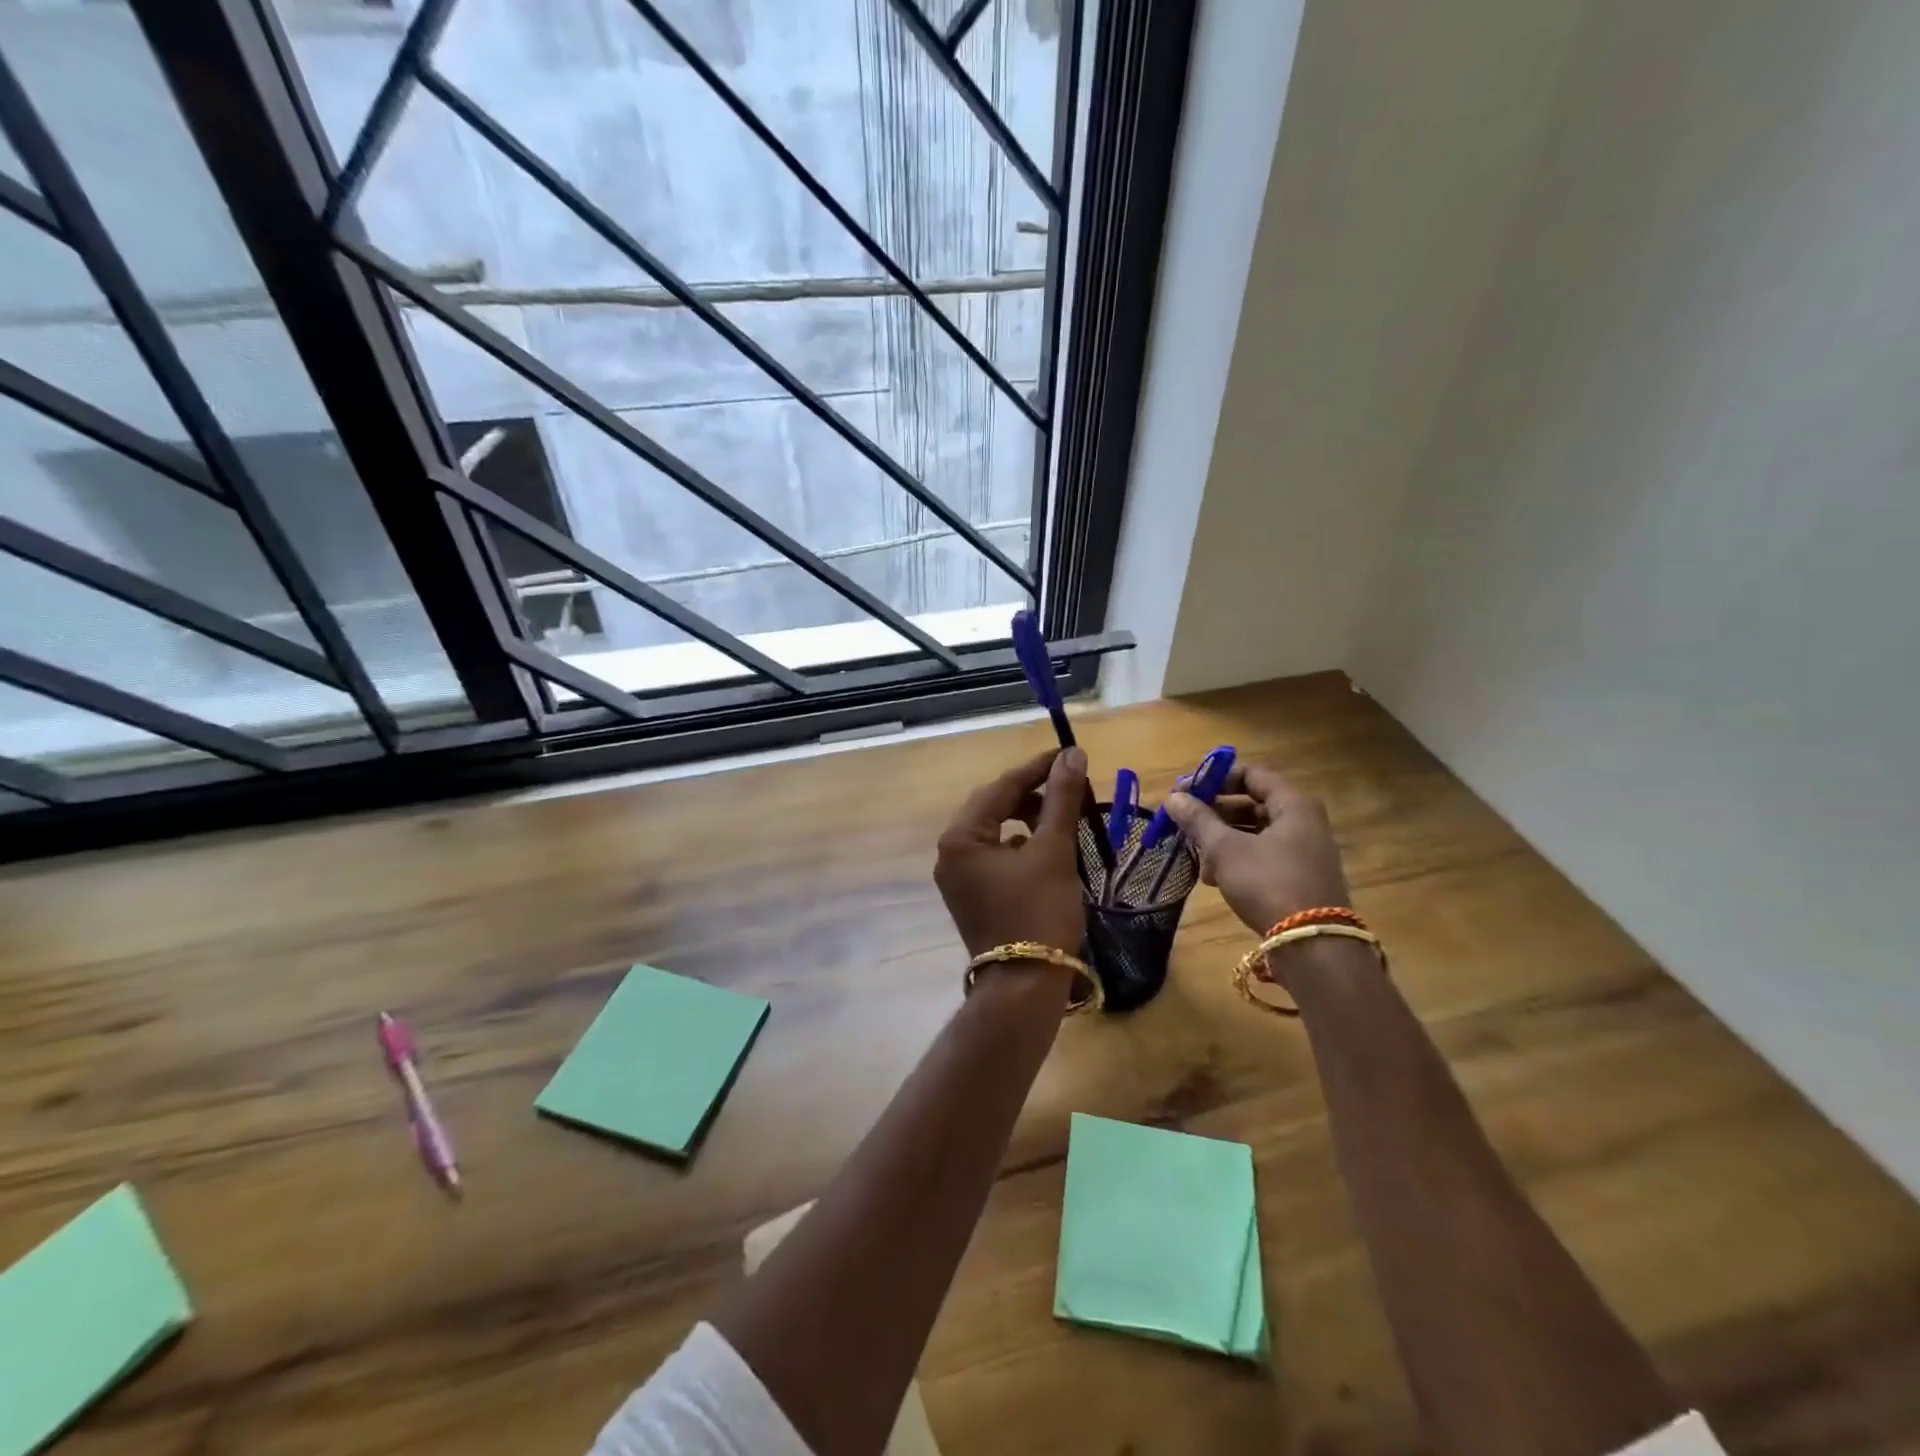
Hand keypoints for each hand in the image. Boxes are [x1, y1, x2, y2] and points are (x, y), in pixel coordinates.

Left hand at [935, 747, 1088, 958]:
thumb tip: (1072, 755)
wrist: (1024, 987)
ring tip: (1063, 819)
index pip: (1001, 787)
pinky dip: (1022, 847)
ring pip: (996, 832)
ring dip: (1029, 821)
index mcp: (960, 838)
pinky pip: (996, 857)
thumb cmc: (1039, 912)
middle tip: (1070, 788)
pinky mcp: (971, 895)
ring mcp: (958, 877)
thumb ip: (1061, 799)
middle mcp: (950, 853)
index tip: (1070, 755)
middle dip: (1033, 795)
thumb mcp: (1053, 851)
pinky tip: (1047, 851)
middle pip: (994, 807)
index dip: (1038, 768)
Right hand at [1165, 761, 1350, 936]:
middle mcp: (1304, 821)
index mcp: (1293, 804)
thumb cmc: (1268, 883)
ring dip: (1222, 837)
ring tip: (1195, 853)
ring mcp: (1304, 851)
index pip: (1251, 774)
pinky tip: (1212, 876)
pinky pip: (1262, 855)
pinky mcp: (1299, 877)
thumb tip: (1173, 798)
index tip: (1185, 791)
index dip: (1215, 778)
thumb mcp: (1225, 849)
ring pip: (1255, 831)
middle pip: (1252, 802)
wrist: (1311, 946)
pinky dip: (1237, 858)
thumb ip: (1198, 820)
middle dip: (1215, 811)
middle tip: (1184, 821)